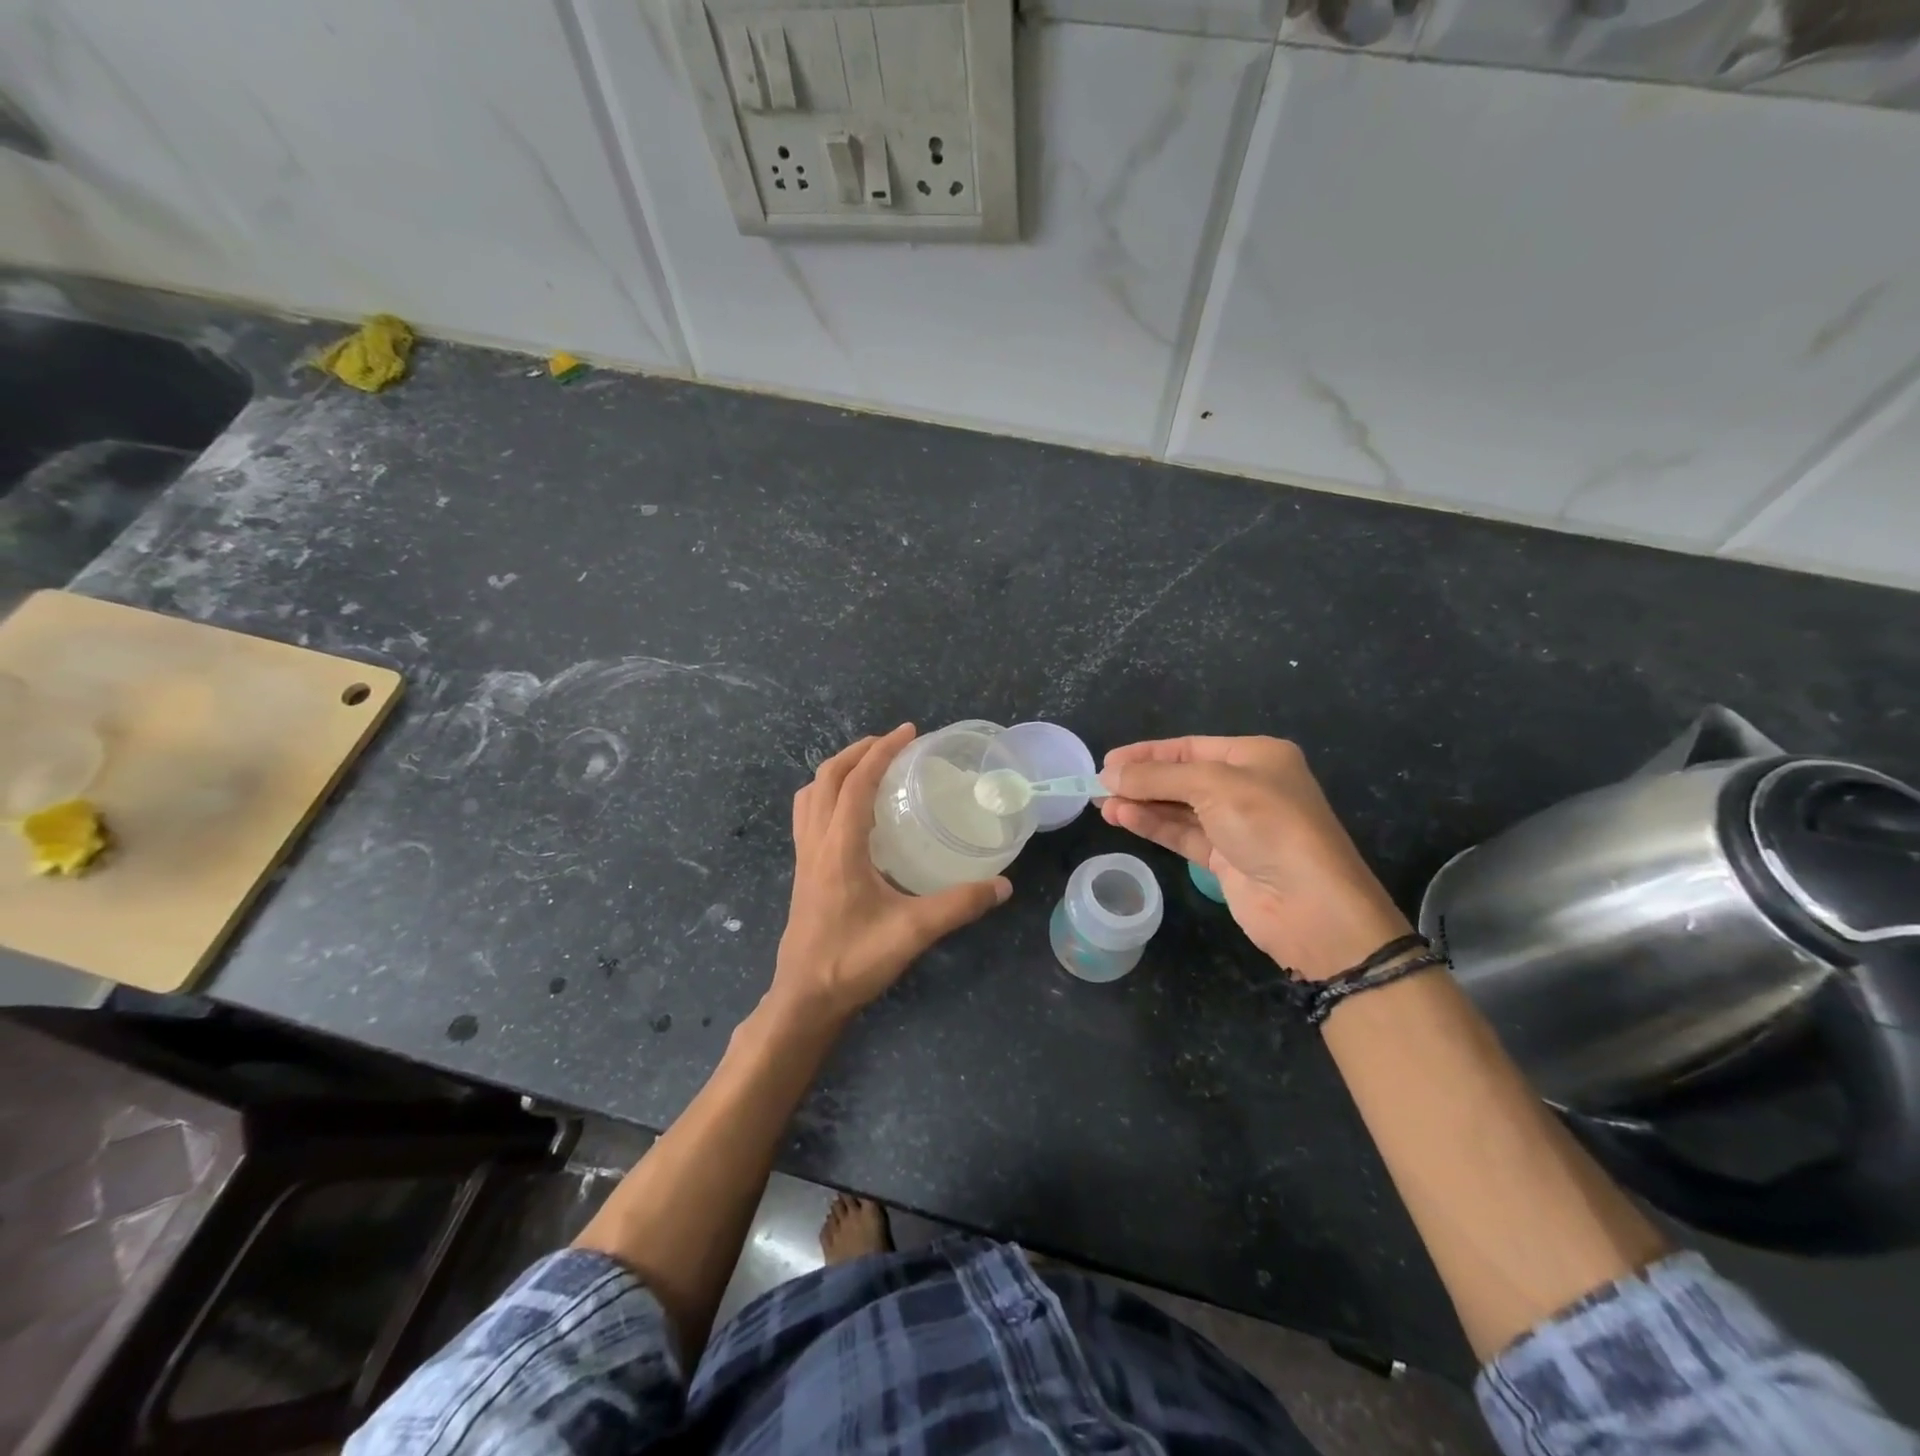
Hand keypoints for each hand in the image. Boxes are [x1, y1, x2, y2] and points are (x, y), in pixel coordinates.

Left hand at [772, 725, 1010, 1024]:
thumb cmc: (853, 961)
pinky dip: (827, 795)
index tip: (909, 732)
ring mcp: (804, 856)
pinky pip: (808, 815)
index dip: (882, 751)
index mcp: (839, 848)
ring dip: (837, 770)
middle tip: (893, 743)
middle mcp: (816, 843)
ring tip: (869, 767)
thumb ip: (959, 905)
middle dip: (858, 751)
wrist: (805, 997)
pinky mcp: (803, 871)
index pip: (856, 782)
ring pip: (811, 795)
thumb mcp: (913, 932)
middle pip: (826, 778)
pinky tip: (853, 813)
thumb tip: (1002, 885)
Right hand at [1100, 736, 1408, 979]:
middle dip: (1141, 780)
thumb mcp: (1214, 787)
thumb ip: (1158, 777)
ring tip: (1102, 804)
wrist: (1311, 906)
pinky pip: (1182, 834)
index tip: (1108, 761)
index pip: (1190, 747)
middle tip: (1098, 785)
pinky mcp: (1225, 859)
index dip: (1148, 753)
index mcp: (1256, 757)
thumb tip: (1109, 774)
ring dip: (1141, 804)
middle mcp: (1248, 786)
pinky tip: (1124, 818)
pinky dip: (1153, 825)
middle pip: (1182, 777)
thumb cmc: (1269, 825)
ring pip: (1178, 808)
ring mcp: (1236, 825)